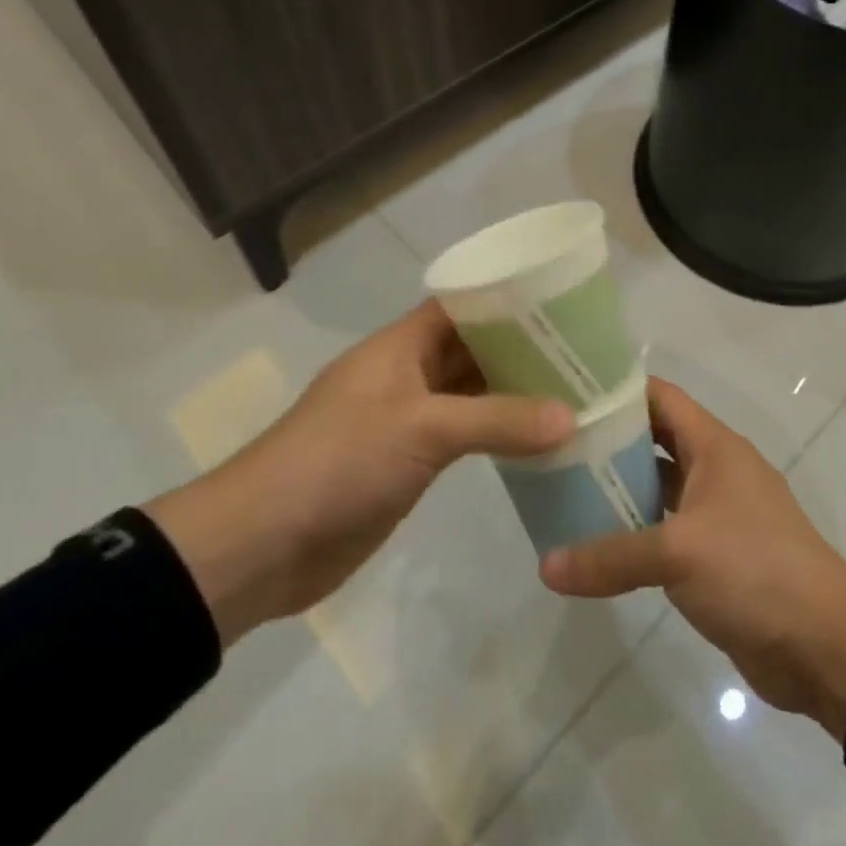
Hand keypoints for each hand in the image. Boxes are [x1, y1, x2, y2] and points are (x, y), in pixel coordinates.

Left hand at [146, 300, 573, 644]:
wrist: (262, 544)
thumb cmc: (339, 461)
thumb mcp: (423, 428)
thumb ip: (498, 421)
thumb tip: (571, 417)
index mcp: (401, 347)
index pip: (461, 306)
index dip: (506, 301)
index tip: (561, 304)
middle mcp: (406, 375)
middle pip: (471, 350)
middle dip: (520, 351)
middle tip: (584, 354)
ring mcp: (406, 421)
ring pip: (470, 396)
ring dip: (513, 396)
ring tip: (574, 393)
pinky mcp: (407, 463)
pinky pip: (462, 439)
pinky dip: (496, 437)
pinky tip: (537, 443)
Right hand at [540, 379, 845, 740]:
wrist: (825, 647)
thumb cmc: (756, 571)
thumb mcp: (679, 554)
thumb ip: (611, 555)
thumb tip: (546, 566)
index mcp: (714, 446)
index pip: (660, 397)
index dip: (617, 390)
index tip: (569, 394)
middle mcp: (715, 470)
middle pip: (653, 440)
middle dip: (607, 442)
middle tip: (552, 446)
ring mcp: (716, 513)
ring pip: (657, 487)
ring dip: (617, 489)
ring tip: (561, 490)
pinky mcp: (714, 555)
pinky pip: (664, 530)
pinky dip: (633, 532)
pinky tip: (594, 543)